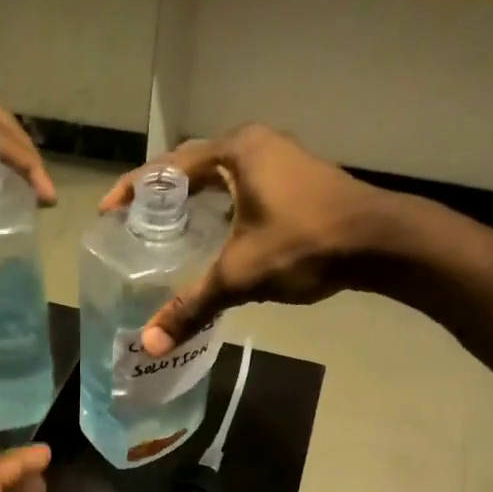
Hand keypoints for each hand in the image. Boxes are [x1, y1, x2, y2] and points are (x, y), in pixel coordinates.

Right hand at [100, 124, 388, 353]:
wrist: (384, 243)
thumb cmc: (306, 244)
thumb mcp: (241, 275)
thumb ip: (192, 306)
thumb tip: (148, 345)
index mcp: (236, 151)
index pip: (168, 167)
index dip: (132, 189)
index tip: (108, 212)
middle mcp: (256, 146)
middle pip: (192, 167)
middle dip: (160, 194)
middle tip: (133, 223)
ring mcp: (281, 160)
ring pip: (220, 178)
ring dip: (192, 200)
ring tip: (165, 231)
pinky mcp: (297, 180)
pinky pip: (242, 188)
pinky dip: (219, 207)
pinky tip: (211, 235)